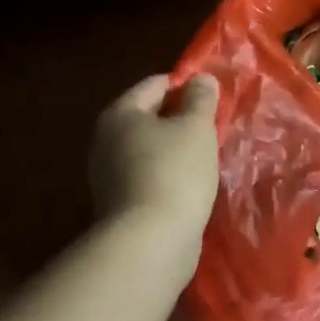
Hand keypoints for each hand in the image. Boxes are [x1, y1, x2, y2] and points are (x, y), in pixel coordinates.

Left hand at [89, 74, 221, 238]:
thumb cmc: (174, 172)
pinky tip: (191, 182)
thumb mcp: (196, 127)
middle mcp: (106, 140)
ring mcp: (108, 175)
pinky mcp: (119, 204)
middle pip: (149, 117)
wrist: (150, 241)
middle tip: (213, 125)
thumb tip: (201, 79)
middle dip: (180, 118)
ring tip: (207, 155)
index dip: (185, 84)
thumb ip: (200, 99)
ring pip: (149, 149)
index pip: (155, 84)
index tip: (213, 95)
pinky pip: (148, 175)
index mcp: (120, 113)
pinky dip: (168, 174)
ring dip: (175, 148)